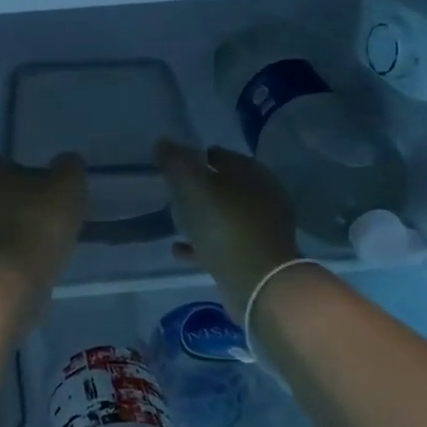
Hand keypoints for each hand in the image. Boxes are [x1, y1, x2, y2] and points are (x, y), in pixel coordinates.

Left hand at [0, 150, 86, 323]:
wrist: (11, 279)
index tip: (31, 168)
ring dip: (18, 222)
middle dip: (16, 194)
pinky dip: (20, 246)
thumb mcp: (67, 185)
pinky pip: (5, 246)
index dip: (11, 161)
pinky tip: (40, 251)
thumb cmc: (37, 220)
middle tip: (44, 198)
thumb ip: (69, 168)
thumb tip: (67, 161)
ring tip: (47, 227)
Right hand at [154, 139, 300, 311]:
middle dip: (201, 188)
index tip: (175, 165)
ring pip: (225, 216)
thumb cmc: (226, 227)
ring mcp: (261, 230)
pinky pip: (222, 245)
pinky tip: (178, 249)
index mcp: (253, 175)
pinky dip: (201, 244)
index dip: (197, 157)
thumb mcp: (194, 189)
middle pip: (226, 186)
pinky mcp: (254, 257)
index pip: (222, 155)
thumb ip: (176, 164)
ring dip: (202, 217)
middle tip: (173, 192)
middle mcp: (263, 198)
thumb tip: (163, 143)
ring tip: (175, 220)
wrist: (259, 284)